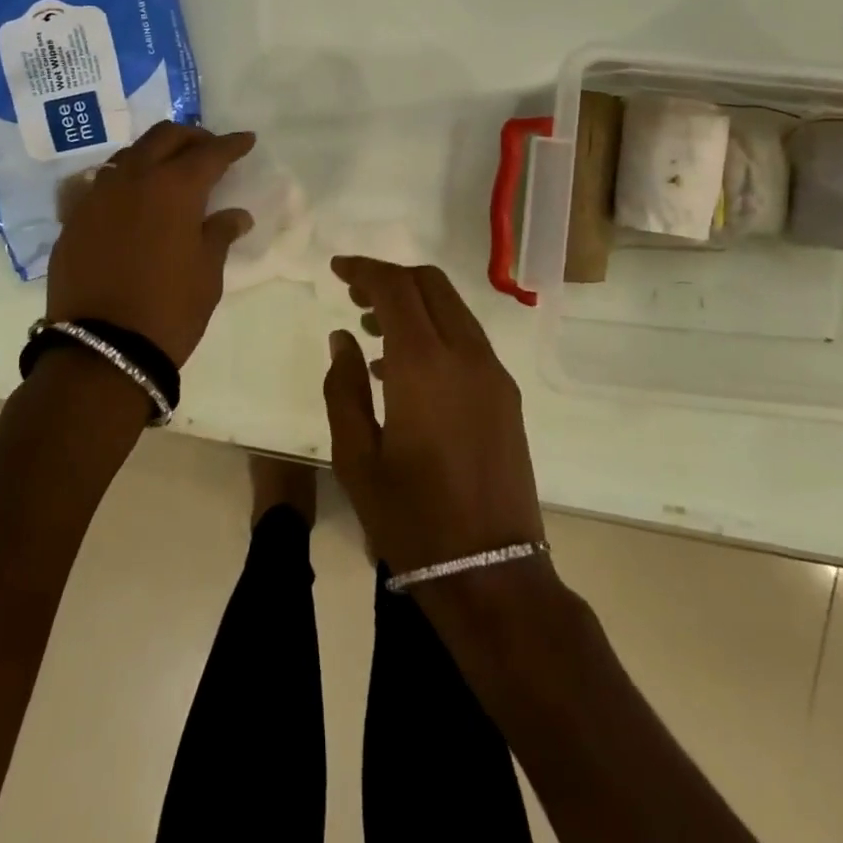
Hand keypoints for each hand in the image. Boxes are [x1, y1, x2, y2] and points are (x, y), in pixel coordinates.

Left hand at [47, 122, 254, 365]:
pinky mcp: (74, 218)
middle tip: (208, 150)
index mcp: (174, 187)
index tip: (246, 140)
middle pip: (164, 137)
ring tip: (170, 170)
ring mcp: (97, 196)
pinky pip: (103, 183)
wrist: (102, 350)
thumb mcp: (207, 273)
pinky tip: (134, 200)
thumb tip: (236, 215)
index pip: (210, 153)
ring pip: (129, 155)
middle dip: (191, 137)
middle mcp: (133, 179)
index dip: (232, 145)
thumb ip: (220, 234)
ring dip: (155, 154)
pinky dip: (125, 181)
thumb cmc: (169, 309)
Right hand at [322, 257, 544, 575]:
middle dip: (391, 278)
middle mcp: (466, 355)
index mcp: (424, 365)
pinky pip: (467, 339)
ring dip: (414, 303)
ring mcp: (493, 374)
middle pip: (430, 285)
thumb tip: (343, 338)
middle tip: (354, 295)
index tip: (336, 269)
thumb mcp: (356, 457)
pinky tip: (403, 367)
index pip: (395, 287)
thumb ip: (343, 388)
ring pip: (453, 308)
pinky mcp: (506, 395)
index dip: (364, 270)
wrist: (492, 574)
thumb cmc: (412, 519)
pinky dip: (435, 330)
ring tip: (372, 329)